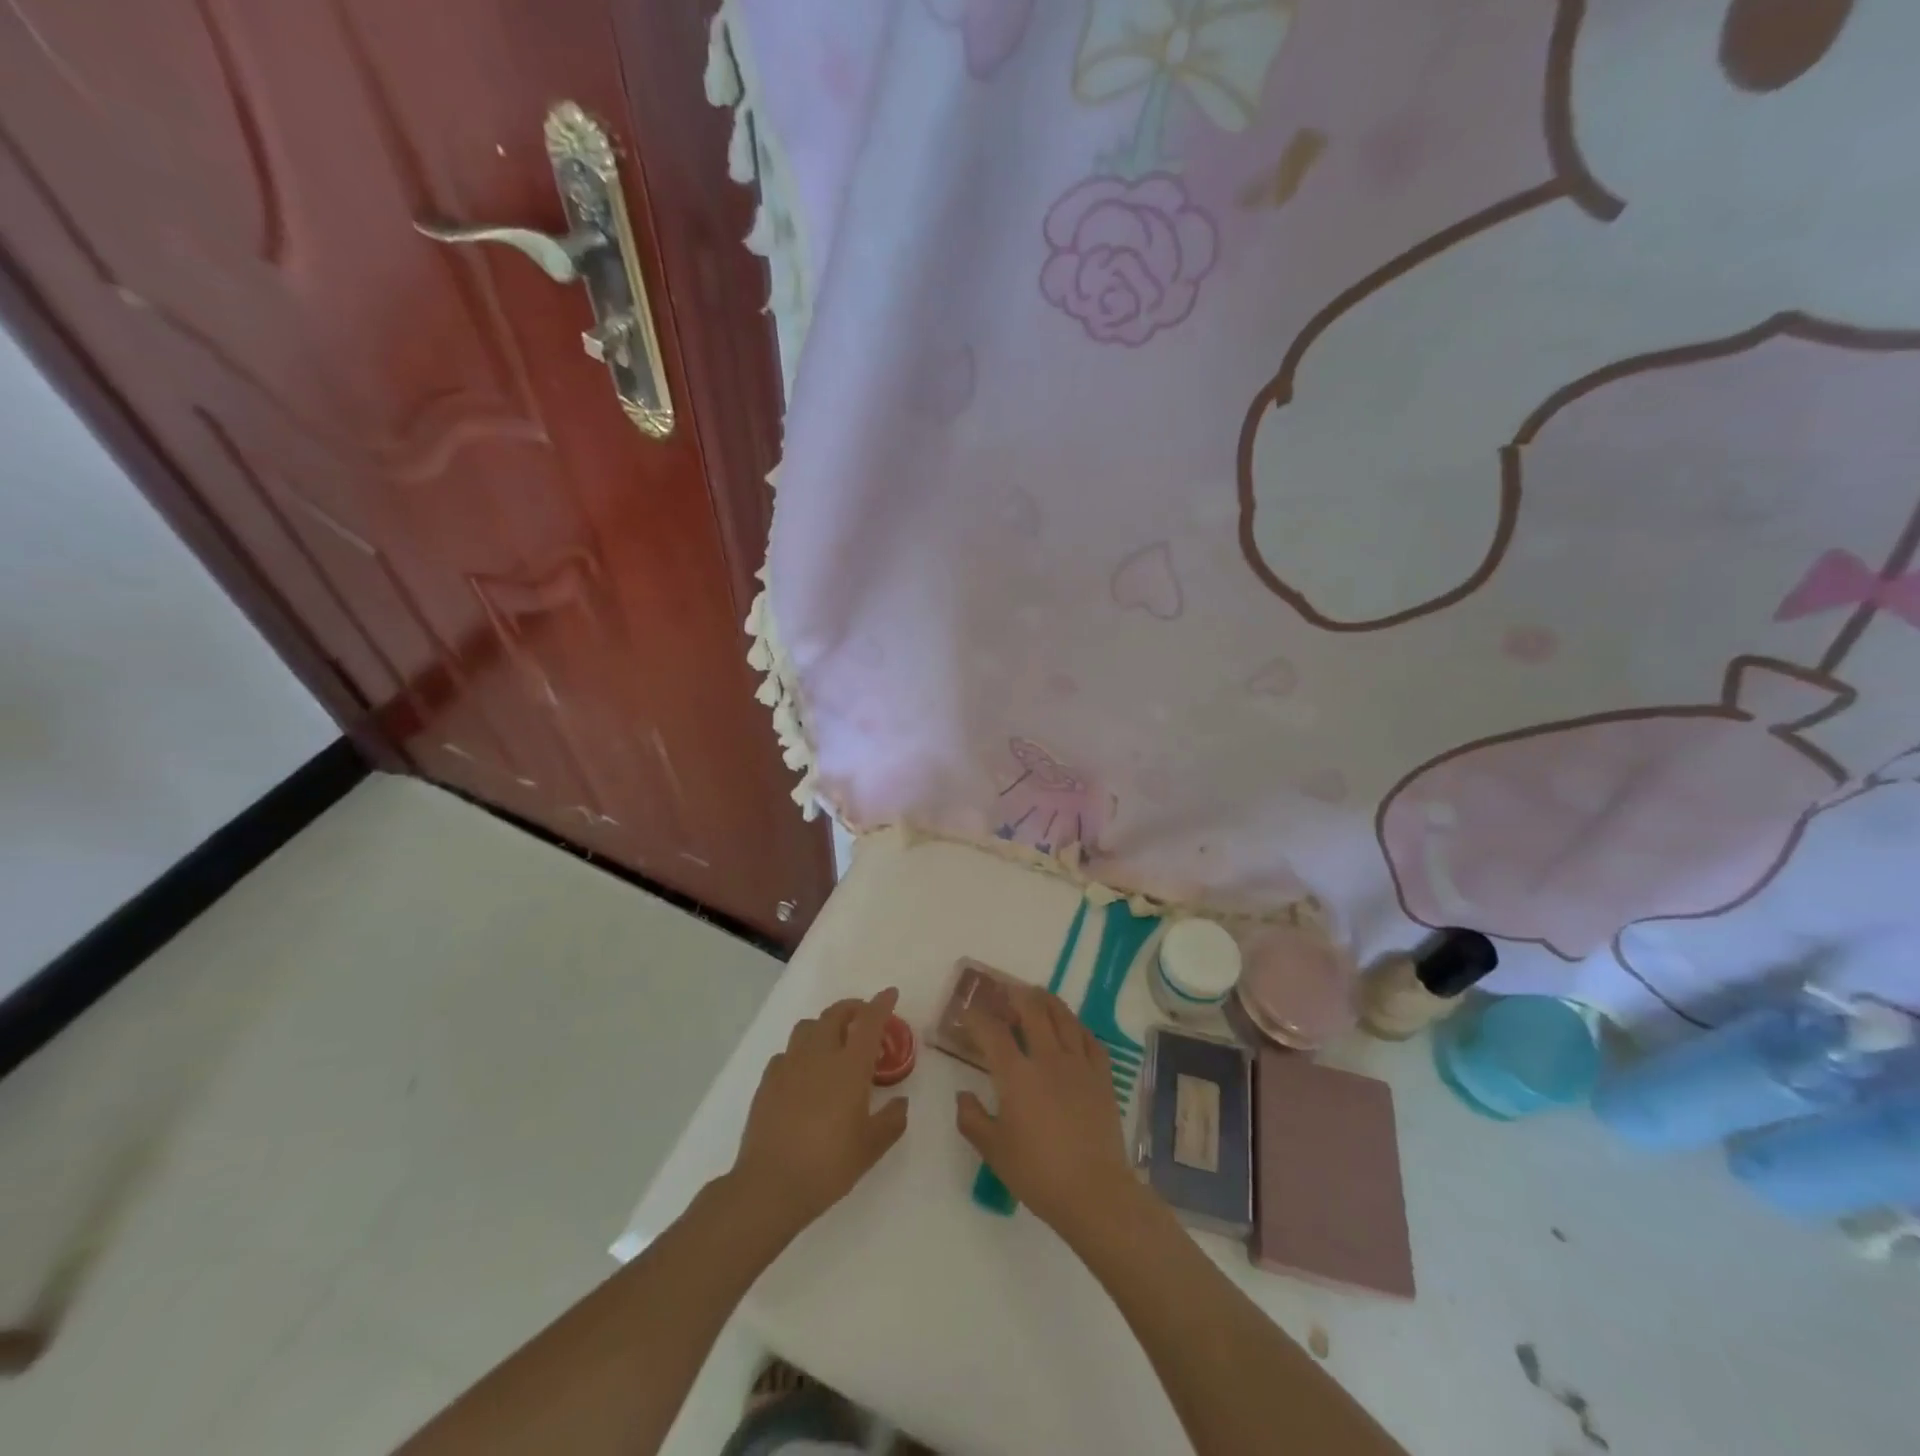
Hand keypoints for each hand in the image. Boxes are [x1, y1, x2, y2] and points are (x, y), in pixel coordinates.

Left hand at [731, 988, 909, 1238]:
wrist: (770, 1185)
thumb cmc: (829, 1164)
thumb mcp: (871, 1147)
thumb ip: (891, 1120)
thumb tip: (901, 1103)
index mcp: (850, 1066)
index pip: (869, 1021)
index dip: (881, 1004)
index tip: (890, 993)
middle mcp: (819, 1055)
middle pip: (835, 1014)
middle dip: (852, 1008)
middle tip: (863, 1017)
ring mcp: (789, 1065)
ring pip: (808, 1027)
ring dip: (825, 1025)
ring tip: (833, 1042)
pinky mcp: (767, 1081)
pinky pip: (787, 1053)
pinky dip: (800, 1053)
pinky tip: (803, 1074)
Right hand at [955, 986, 1143, 1241]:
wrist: (1094, 1192)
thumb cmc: (1038, 1173)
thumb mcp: (993, 1151)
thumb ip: (972, 1119)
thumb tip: (964, 1095)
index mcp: (1016, 1075)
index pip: (992, 1032)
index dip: (977, 1017)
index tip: (967, 1011)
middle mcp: (1047, 1058)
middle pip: (1032, 1011)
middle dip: (1016, 996)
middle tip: (1005, 992)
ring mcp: (1079, 1064)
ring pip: (1064, 1018)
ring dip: (1047, 1002)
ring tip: (1038, 995)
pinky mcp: (1102, 1077)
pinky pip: (1090, 1040)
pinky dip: (1078, 1027)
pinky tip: (1073, 1028)